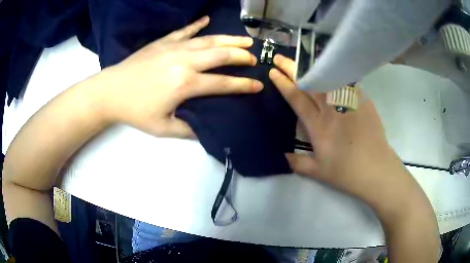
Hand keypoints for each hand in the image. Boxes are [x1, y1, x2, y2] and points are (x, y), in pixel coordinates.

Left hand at [99, 16, 262, 137]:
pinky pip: (185, 31)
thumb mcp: (162, 128)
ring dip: (229, 38)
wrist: (110, 92)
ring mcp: (174, 48)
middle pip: (221, 55)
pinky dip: (197, 25)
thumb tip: (205, 129)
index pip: (222, 84)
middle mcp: (184, 61)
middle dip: (241, 56)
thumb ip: (187, 129)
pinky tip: (207, 20)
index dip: (243, 85)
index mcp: (185, 84)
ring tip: (246, 38)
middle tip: (254, 58)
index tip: (258, 85)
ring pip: (208, 40)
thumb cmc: (135, 111)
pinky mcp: (163, 42)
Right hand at [269, 54, 419, 210]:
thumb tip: (282, 156)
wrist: (376, 169)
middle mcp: (331, 109)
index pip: (297, 98)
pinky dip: (336, 72)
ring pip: (327, 77)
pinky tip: (331, 67)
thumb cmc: (346, 172)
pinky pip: (347, 81)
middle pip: (309, 82)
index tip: (273, 72)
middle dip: (292, 68)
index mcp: (318, 125)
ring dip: (312, 66)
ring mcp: (348, 102)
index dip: (283, 83)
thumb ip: (298, 163)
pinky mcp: (362, 100)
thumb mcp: (318, 172)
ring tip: (302, 58)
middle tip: (280, 57)